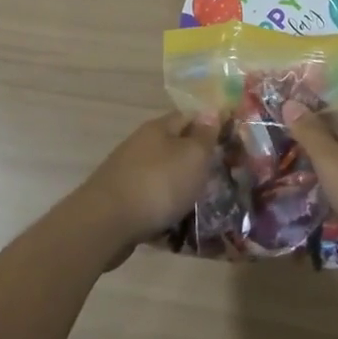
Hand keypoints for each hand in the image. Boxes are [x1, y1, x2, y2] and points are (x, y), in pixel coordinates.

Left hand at [79, 111, 217, 243]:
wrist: (106, 224)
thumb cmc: (157, 183)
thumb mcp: (192, 156)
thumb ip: (204, 135)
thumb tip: (211, 111)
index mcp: (158, 129)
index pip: (189, 117)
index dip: (210, 126)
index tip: (231, 141)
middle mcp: (141, 146)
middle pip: (175, 148)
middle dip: (197, 162)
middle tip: (222, 178)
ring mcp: (128, 174)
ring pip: (164, 177)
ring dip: (182, 189)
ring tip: (205, 208)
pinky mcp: (122, 202)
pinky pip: (152, 202)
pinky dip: (165, 211)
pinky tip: (179, 228)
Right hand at [281, 102, 337, 247]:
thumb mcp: (331, 161)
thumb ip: (310, 133)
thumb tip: (291, 102)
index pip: (331, 96)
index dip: (307, 100)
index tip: (282, 107)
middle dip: (316, 130)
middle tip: (284, 141)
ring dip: (330, 155)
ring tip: (302, 168)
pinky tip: (333, 191)